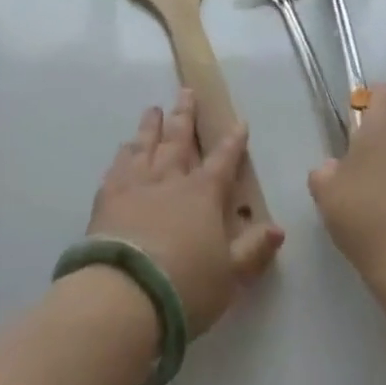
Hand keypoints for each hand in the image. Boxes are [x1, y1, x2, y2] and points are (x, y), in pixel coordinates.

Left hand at [88, 90, 284, 335]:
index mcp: (203, 194)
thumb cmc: (186, 286)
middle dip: (186, 114)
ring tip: (154, 109)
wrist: (125, 293)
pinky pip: (118, 165)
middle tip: (186, 91)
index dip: (233, 141)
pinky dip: (124, 153)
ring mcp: (136, 183)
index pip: (223, 160)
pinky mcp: (108, 196)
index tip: (239, 122)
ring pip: (146, 144)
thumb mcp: (231, 276)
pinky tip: (124, 147)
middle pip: (179, 138)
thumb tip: (278, 228)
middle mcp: (170, 178)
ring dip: (152, 125)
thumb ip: (254, 250)